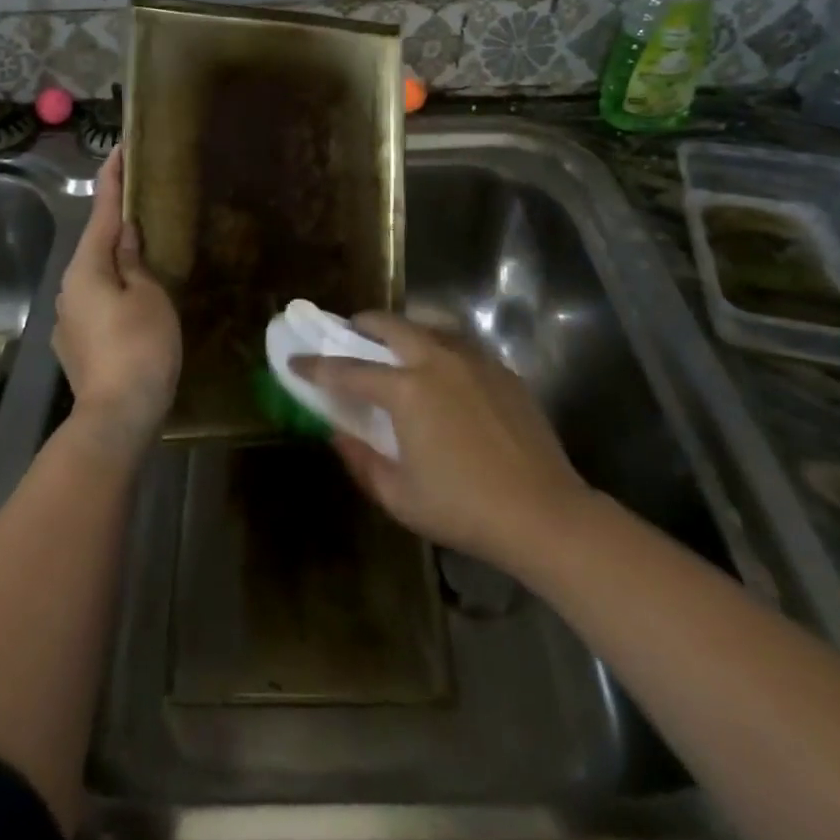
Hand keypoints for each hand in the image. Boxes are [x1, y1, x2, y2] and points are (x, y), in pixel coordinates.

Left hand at [52, 147, 180, 456]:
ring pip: (95, 276)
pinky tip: (133, 300)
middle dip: (115, 223)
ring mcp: (68, 319)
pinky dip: (113, 291)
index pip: (101, 212)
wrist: (116, 417)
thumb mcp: (148, 296)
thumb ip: (133, 260)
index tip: (119, 149)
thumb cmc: (139, 348)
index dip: (112, 179)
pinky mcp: (75, 344)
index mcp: (86, 269)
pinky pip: (96, 302)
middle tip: (143, 203)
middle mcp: (68, 288)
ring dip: (115, 260)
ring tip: (144, 252)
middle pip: (95, 245)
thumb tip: (122, 233)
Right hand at [293, 314, 587, 574]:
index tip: (295, 360)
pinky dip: (437, 344)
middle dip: (361, 325)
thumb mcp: (398, 495)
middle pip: (390, 325)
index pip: (348, 370)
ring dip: (402, 329)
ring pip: (428, 325)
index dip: (316, 365)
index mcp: (407, 389)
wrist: (544, 514)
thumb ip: (360, 459)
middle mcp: (437, 360)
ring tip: (393, 345)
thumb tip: (336, 433)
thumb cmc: (463, 508)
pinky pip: (460, 343)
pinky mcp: (501, 370)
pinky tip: (439, 368)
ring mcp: (474, 360)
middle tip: (348, 333)